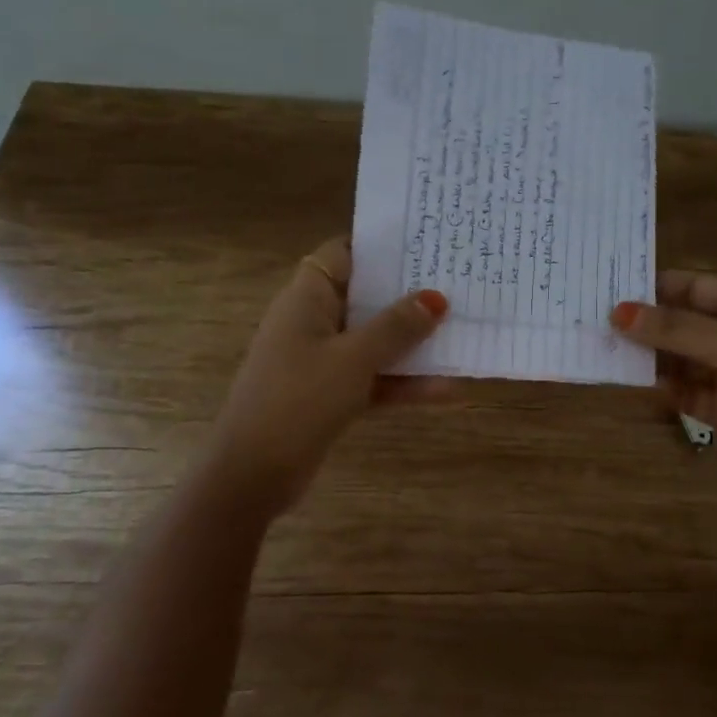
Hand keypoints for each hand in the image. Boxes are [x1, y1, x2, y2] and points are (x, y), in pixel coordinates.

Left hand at [202, 238, 448, 517]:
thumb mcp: (353, 358)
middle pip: (365, 297)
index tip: (424, 243)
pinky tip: (448, 389)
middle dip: (408, 294)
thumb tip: (436, 297)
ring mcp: (322, 361)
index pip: (342, 253)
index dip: (379, 246)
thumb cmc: (299, 399)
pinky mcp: (331, 395)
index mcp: (307, 299)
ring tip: (463, 331)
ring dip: (413, 342)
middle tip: (457, 282)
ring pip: (374, 341)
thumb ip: (396, 327)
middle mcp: (314, 322)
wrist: (254, 473)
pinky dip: (404, 382)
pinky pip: (374, 378)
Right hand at [611, 272, 716, 503]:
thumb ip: (674, 330)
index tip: (610, 289)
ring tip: (601, 352)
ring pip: (679, 360)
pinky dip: (661, 389)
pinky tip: (629, 384)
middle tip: (594, 323)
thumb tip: (617, 312)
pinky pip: (684, 392)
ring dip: (648, 358)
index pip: (693, 288)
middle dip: (645, 325)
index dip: (655, 288)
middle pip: (682, 324)